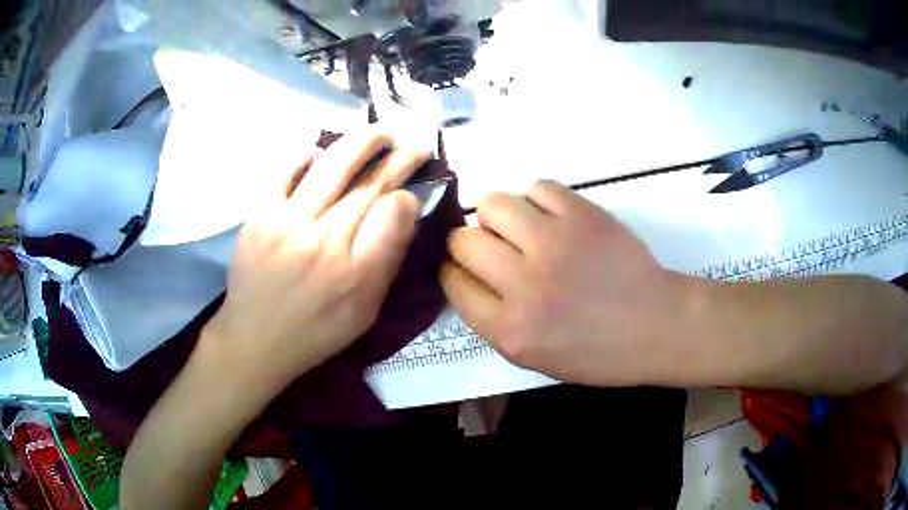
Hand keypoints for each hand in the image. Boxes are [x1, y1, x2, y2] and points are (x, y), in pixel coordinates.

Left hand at [205, 130, 429, 391]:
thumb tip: (403, 209)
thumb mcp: (365, 312)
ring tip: (381, 131)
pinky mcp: (258, 218)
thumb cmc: (315, 331)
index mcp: (354, 272)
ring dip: (361, 142)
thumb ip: (386, 260)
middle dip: (397, 158)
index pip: (392, 213)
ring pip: (331, 168)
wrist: (254, 341)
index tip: (415, 188)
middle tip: (415, 142)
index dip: (408, 192)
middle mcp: (323, 241)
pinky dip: (304, 156)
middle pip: (367, 185)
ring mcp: (285, 224)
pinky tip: (318, 148)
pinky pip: (284, 174)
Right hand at [441, 180, 689, 385]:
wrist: (656, 325)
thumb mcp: (534, 358)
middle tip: (493, 248)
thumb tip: (466, 276)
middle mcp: (524, 285)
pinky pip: (537, 188)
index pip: (453, 282)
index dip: (455, 272)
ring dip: (498, 215)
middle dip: (468, 243)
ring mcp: (554, 244)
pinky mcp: (582, 215)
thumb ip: (492, 321)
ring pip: (492, 203)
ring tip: (519, 227)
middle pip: (464, 241)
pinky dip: (537, 200)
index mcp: (510, 330)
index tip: (467, 270)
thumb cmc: (598, 352)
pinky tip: (551, 217)